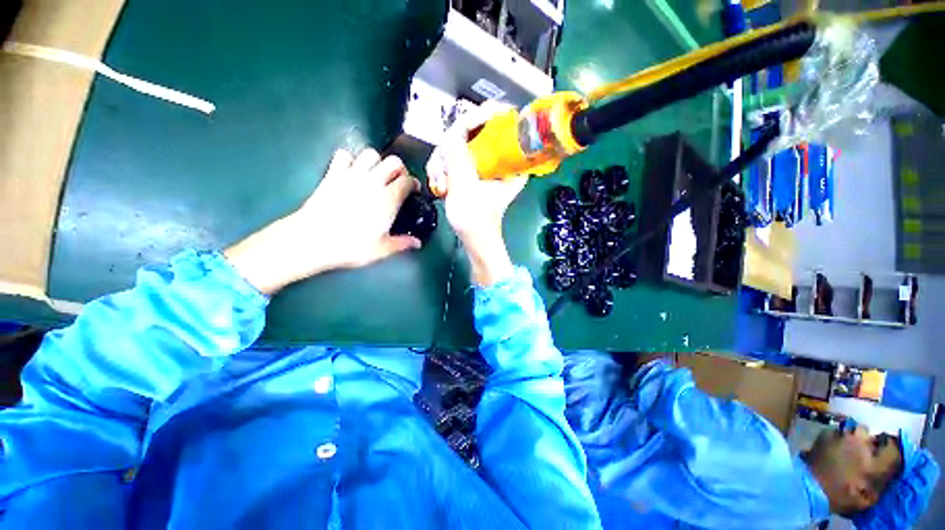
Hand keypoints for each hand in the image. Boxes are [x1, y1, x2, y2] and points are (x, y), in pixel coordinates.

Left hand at [226, 148, 420, 294]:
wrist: (313, 239)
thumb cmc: (351, 246)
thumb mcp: (382, 249)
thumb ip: (402, 243)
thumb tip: (417, 243)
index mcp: (389, 199)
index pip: (408, 181)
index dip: (414, 183)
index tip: (413, 191)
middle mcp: (373, 182)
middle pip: (393, 161)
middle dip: (399, 169)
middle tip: (397, 181)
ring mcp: (352, 175)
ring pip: (370, 153)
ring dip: (377, 162)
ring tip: (376, 175)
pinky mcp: (333, 174)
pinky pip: (343, 155)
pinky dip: (350, 160)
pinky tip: (351, 172)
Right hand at [426, 102, 527, 285]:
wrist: (475, 241)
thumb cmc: (476, 220)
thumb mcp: (465, 186)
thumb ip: (457, 156)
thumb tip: (450, 132)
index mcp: (509, 162)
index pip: (497, 124)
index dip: (481, 116)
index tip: (464, 121)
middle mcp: (499, 160)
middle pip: (471, 134)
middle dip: (450, 150)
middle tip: (442, 169)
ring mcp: (484, 167)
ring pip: (457, 147)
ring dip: (442, 163)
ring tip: (440, 184)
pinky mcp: (472, 174)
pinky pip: (454, 160)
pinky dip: (443, 171)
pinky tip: (440, 186)